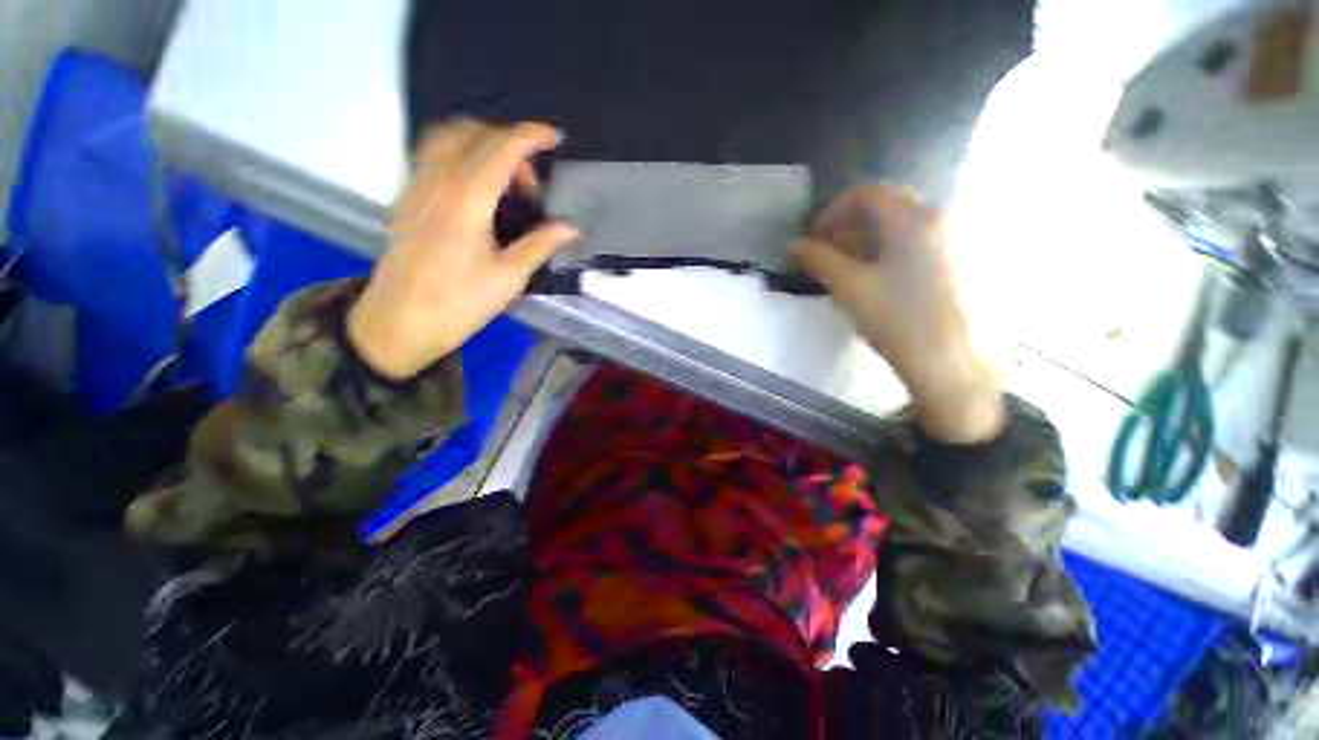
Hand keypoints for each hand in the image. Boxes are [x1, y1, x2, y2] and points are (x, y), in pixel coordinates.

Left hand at [348, 122, 578, 379]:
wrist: (399, 323)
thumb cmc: (458, 304)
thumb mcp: (508, 279)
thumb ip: (539, 245)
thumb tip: (570, 227)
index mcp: (467, 200)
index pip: (501, 148)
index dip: (530, 136)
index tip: (554, 137)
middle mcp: (438, 182)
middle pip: (473, 133)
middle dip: (509, 144)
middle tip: (531, 184)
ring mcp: (417, 187)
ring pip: (447, 138)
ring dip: (481, 144)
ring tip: (504, 182)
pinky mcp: (407, 198)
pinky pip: (432, 155)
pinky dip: (460, 155)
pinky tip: (476, 191)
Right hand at [793, 185, 1004, 442]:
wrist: (950, 363)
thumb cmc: (897, 319)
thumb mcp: (850, 287)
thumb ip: (818, 259)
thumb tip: (791, 245)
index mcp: (913, 217)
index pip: (865, 194)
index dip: (830, 213)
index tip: (811, 240)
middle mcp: (939, 217)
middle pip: (883, 207)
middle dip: (846, 228)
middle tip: (823, 255)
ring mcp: (952, 239)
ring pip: (898, 227)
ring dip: (863, 241)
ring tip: (843, 270)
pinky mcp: (956, 261)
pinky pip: (913, 243)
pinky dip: (885, 252)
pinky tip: (873, 279)